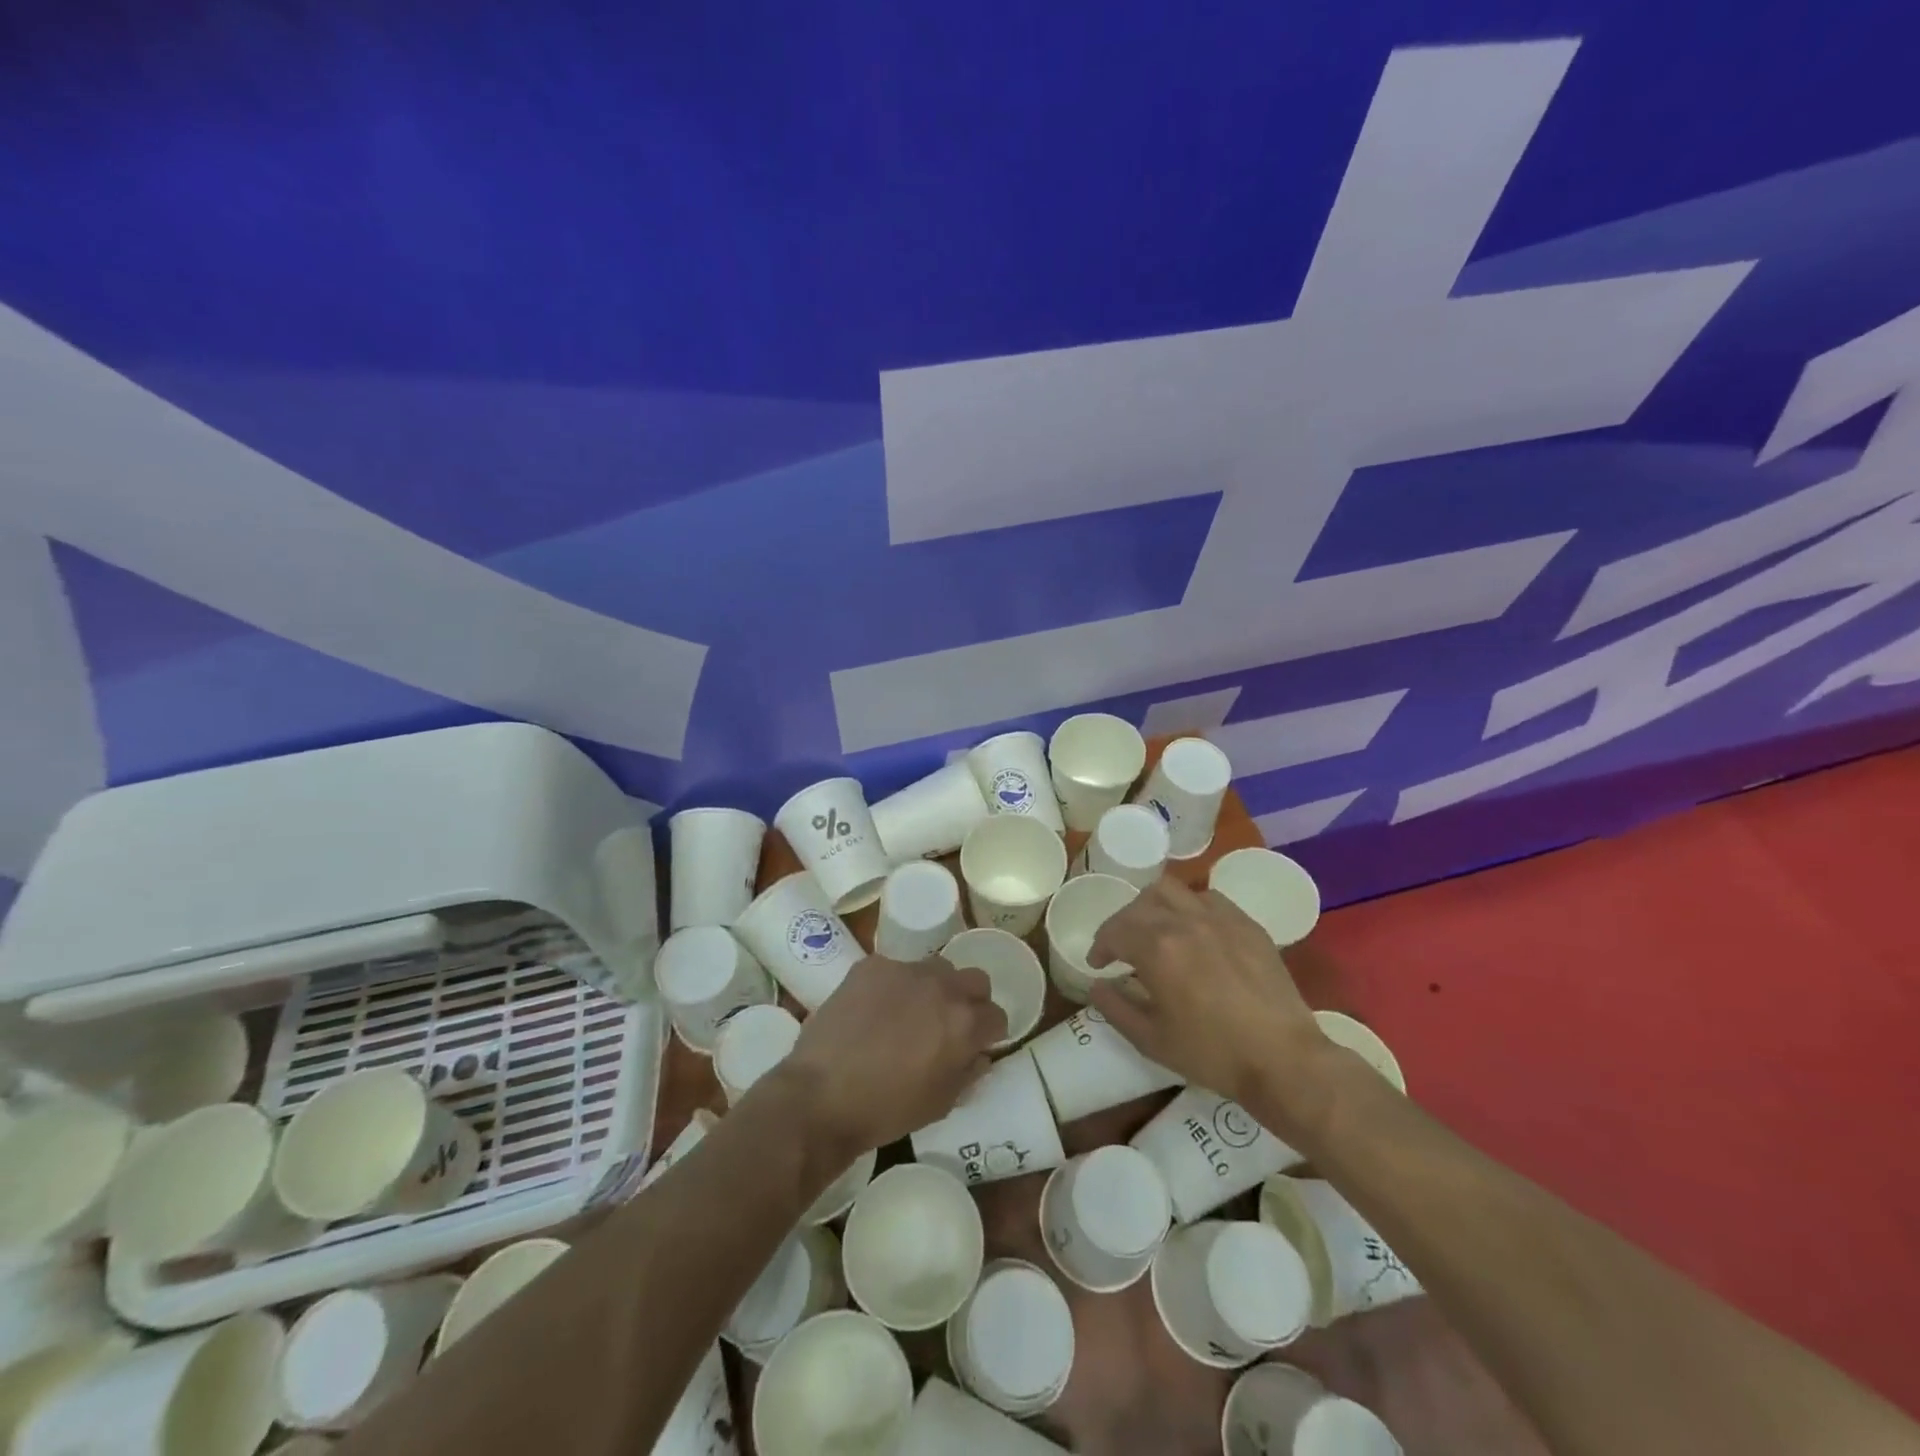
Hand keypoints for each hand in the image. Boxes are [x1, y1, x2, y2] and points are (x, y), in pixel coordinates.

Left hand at [771, 954, 1005, 1160]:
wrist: (821, 1095)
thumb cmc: (886, 1110)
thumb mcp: (940, 1103)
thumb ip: (968, 1073)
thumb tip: (979, 1055)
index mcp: (964, 1023)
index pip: (997, 1015)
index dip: (989, 1033)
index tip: (976, 1045)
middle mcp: (942, 987)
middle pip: (975, 980)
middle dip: (970, 1000)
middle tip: (948, 1024)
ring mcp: (905, 970)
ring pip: (936, 968)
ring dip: (933, 988)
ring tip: (909, 1013)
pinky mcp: (872, 966)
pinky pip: (894, 969)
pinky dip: (892, 986)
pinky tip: (872, 1011)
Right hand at [1085, 876, 1324, 1111]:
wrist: (1283, 1060)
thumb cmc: (1212, 1054)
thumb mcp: (1151, 1040)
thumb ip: (1115, 1008)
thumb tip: (1097, 985)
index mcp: (1157, 948)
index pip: (1115, 930)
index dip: (1100, 946)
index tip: (1098, 965)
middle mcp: (1185, 921)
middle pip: (1141, 904)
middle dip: (1123, 923)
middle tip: (1122, 947)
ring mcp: (1220, 918)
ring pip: (1174, 891)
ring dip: (1154, 906)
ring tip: (1155, 930)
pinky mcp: (1247, 925)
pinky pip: (1209, 899)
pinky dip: (1190, 907)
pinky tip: (1194, 932)